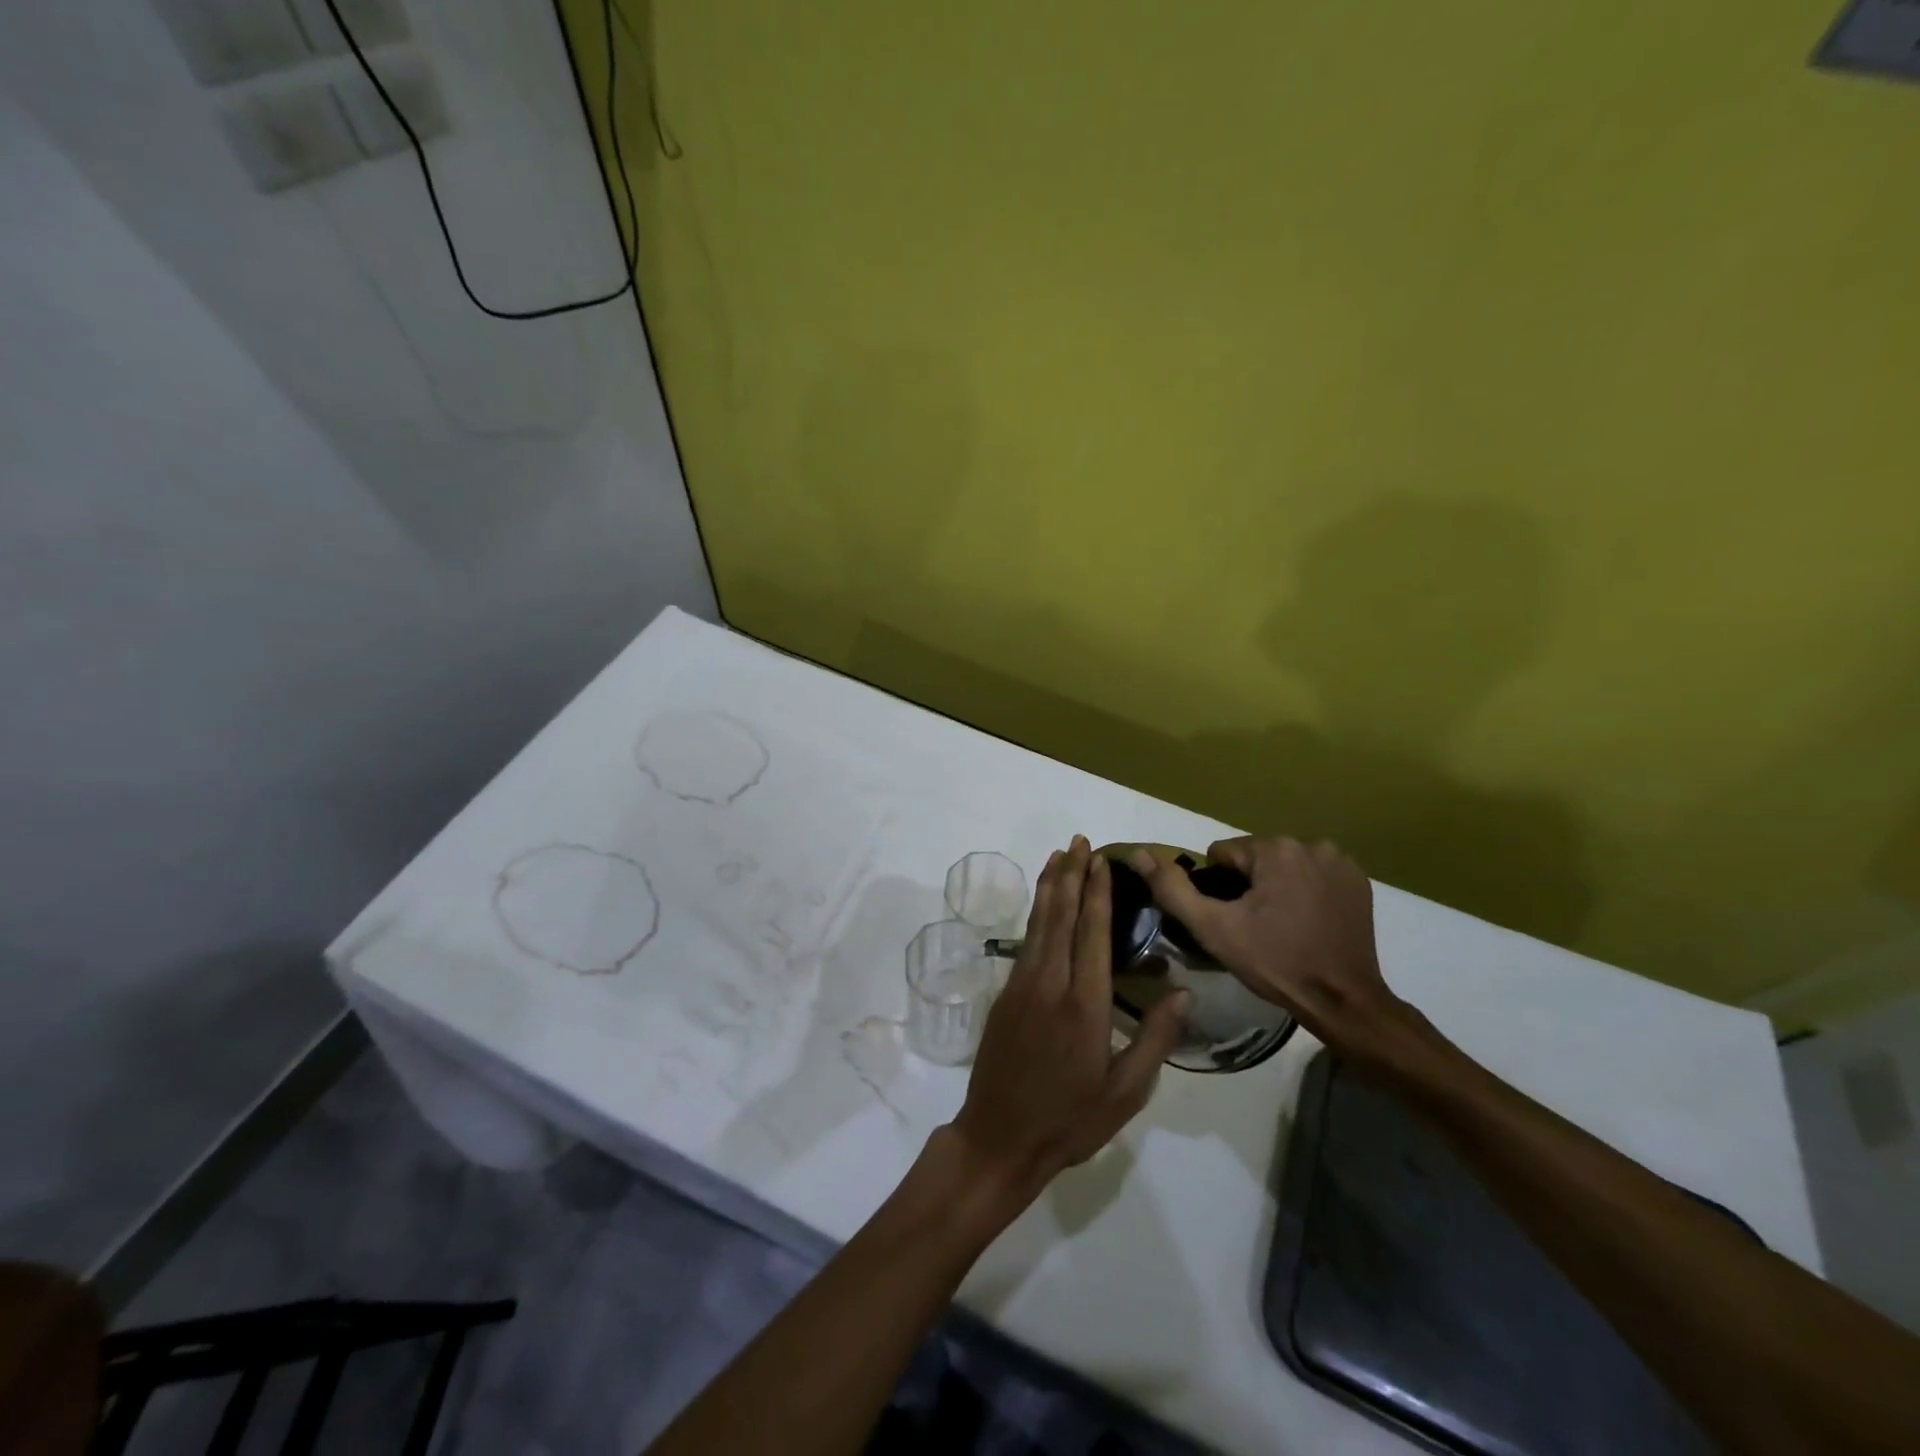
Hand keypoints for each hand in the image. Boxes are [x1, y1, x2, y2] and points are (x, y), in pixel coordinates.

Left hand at [949, 837, 1188, 1201]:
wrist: (999, 1137)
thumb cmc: (1070, 1120)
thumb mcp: (1126, 1092)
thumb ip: (1154, 1039)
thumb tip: (1183, 993)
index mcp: (1085, 1004)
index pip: (1093, 933)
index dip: (1098, 893)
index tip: (1101, 860)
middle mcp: (1050, 983)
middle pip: (1062, 916)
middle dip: (1072, 875)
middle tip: (1079, 841)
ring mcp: (1021, 986)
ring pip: (1038, 924)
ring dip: (1050, 887)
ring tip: (1059, 856)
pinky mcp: (1005, 995)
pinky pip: (1025, 942)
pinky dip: (1035, 915)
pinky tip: (1042, 905)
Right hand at [1127, 837, 1422, 1064]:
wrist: (1343, 1001)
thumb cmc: (1275, 963)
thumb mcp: (1214, 929)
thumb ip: (1173, 889)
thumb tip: (1140, 854)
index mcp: (1275, 849)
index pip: (1225, 855)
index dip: (1219, 888)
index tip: (1232, 919)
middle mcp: (1311, 844)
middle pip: (1256, 858)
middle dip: (1249, 886)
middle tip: (1254, 927)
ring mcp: (1340, 861)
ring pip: (1284, 865)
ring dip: (1277, 887)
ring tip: (1281, 927)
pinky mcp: (1359, 880)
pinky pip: (1314, 875)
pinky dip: (1306, 891)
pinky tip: (1308, 922)